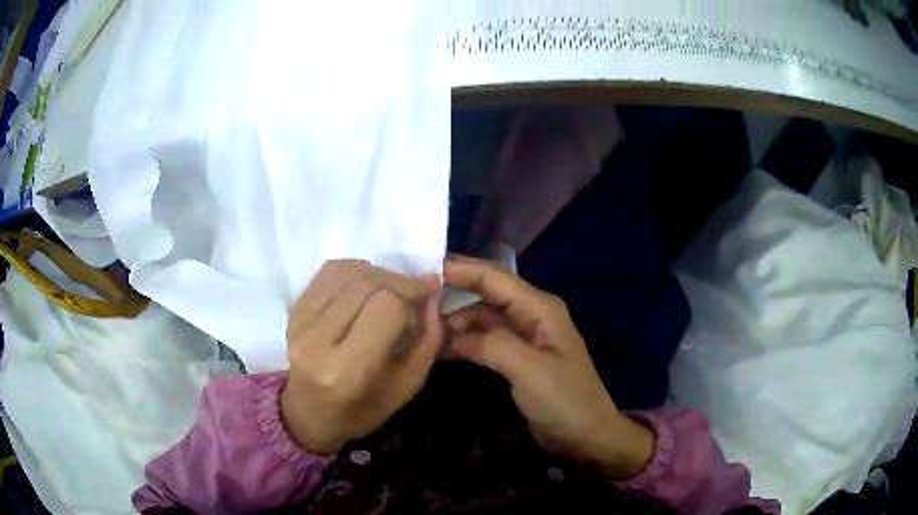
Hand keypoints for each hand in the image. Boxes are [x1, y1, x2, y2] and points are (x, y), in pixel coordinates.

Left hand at [281, 259, 442, 454]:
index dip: (413, 299)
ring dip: (379, 273)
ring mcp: (300, 322)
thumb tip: (432, 291)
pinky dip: (356, 270)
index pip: (387, 308)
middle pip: (367, 284)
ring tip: (391, 290)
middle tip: (414, 294)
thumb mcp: (407, 387)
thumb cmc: (362, 411)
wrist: (309, 414)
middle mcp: (317, 342)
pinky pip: (329, 271)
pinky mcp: (293, 310)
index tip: (426, 303)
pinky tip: (366, 286)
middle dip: (400, 282)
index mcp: (347, 371)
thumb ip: (427, 340)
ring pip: (348, 272)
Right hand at [444, 256, 653, 478]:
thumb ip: (492, 344)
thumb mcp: (529, 369)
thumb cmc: (564, 400)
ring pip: (483, 320)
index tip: (425, 267)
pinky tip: (441, 350)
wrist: (585, 436)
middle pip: (487, 295)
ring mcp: (524, 338)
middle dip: (454, 293)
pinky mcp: (517, 360)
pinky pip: (485, 342)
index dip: (462, 269)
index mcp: (540, 308)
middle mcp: (531, 316)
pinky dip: (464, 343)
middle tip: (416, 298)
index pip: (496, 278)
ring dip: (456, 323)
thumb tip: (453, 334)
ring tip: (422, 328)